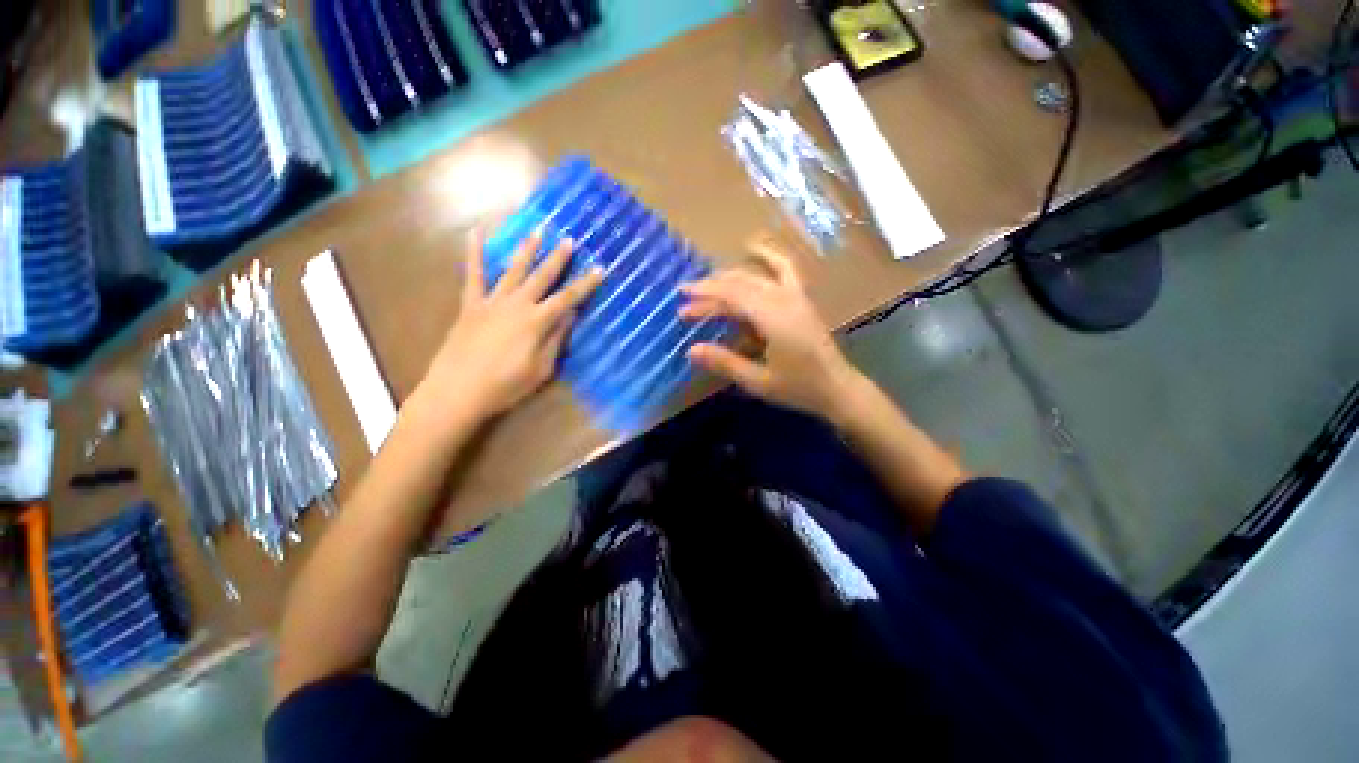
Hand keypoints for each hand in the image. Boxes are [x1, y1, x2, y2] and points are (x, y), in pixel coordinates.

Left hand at [416, 230, 603, 424]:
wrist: (458, 391)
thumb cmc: (506, 386)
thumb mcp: (541, 369)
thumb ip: (556, 340)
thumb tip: (570, 316)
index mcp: (537, 322)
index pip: (568, 298)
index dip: (586, 284)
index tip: (600, 269)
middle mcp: (517, 304)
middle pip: (543, 277)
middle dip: (558, 259)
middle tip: (570, 240)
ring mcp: (492, 302)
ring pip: (514, 270)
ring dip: (527, 249)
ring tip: (538, 230)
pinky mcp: (471, 305)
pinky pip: (474, 275)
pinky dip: (475, 253)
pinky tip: (476, 232)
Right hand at [680, 240, 863, 420]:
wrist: (838, 388)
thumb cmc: (798, 388)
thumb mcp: (758, 381)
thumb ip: (725, 362)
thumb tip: (691, 349)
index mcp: (773, 318)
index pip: (732, 296)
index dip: (705, 295)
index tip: (681, 299)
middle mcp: (784, 299)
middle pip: (740, 285)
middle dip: (711, 290)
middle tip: (686, 299)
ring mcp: (795, 296)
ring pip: (756, 277)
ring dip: (728, 278)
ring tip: (706, 285)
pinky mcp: (801, 299)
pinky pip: (783, 269)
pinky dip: (767, 257)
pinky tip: (752, 248)